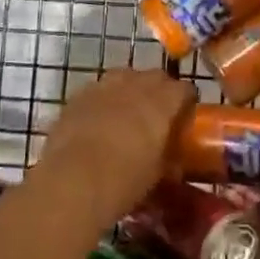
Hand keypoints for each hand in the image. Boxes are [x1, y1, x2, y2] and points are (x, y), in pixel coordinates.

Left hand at [35, 68, 193, 223]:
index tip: (185, 118)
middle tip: (158, 117)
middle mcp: (135, 84)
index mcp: (163, 101)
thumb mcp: (158, 175)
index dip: (187, 103)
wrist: (72, 181)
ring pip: (124, 78)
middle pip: (156, 78)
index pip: (185, 89)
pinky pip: (98, 91)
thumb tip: (175, 162)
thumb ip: (170, 161)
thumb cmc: (125, 180)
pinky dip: (103, 101)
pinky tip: (98, 122)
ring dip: (130, 91)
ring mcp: (103, 86)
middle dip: (160, 92)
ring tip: (127, 115)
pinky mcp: (77, 96)